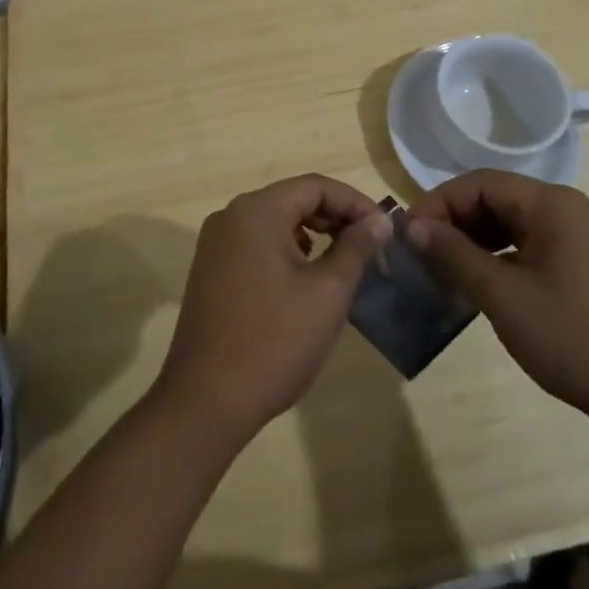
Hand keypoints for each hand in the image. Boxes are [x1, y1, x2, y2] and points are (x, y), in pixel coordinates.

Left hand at [154, 174, 391, 445]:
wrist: (205, 403)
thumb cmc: (273, 343)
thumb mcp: (327, 294)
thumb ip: (356, 248)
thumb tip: (380, 220)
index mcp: (257, 211)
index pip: (315, 186)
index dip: (354, 202)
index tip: (384, 229)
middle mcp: (231, 215)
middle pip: (293, 199)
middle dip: (334, 217)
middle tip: (369, 247)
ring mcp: (216, 242)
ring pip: (275, 221)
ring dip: (312, 233)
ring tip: (342, 263)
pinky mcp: (211, 268)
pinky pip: (257, 243)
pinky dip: (286, 250)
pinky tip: (305, 280)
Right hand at [407, 170, 588, 444]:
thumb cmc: (573, 338)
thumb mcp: (504, 296)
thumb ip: (455, 255)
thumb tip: (412, 226)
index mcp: (551, 204)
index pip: (479, 183)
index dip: (439, 203)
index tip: (408, 235)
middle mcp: (564, 209)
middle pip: (493, 199)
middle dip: (453, 222)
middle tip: (419, 254)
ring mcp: (574, 236)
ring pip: (507, 223)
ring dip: (471, 241)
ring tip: (441, 269)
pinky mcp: (577, 263)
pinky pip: (524, 245)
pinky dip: (495, 257)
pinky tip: (476, 283)